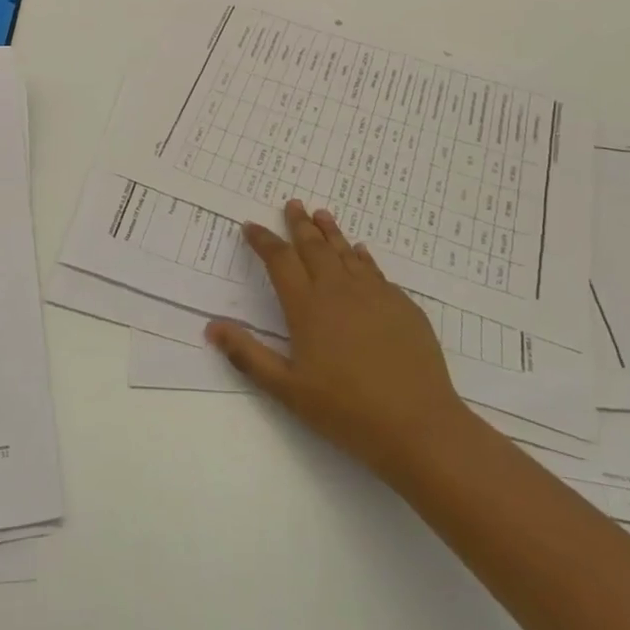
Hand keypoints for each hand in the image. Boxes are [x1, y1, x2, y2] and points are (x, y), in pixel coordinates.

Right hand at [207, 201, 467, 486]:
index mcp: (307, 306)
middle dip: (299, 224)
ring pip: (346, 253)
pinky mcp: (403, 306)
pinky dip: (362, 257)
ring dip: (331, 232)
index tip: (251, 226)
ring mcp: (374, 294)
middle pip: (314, 247)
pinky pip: (375, 271)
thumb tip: (211, 327)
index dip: (263, 240)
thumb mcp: (287, 389)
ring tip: (321, 214)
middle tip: (292, 204)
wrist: (419, 426)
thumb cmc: (346, 410)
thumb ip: (248, 355)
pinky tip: (360, 253)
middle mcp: (338, 290)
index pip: (280, 260)